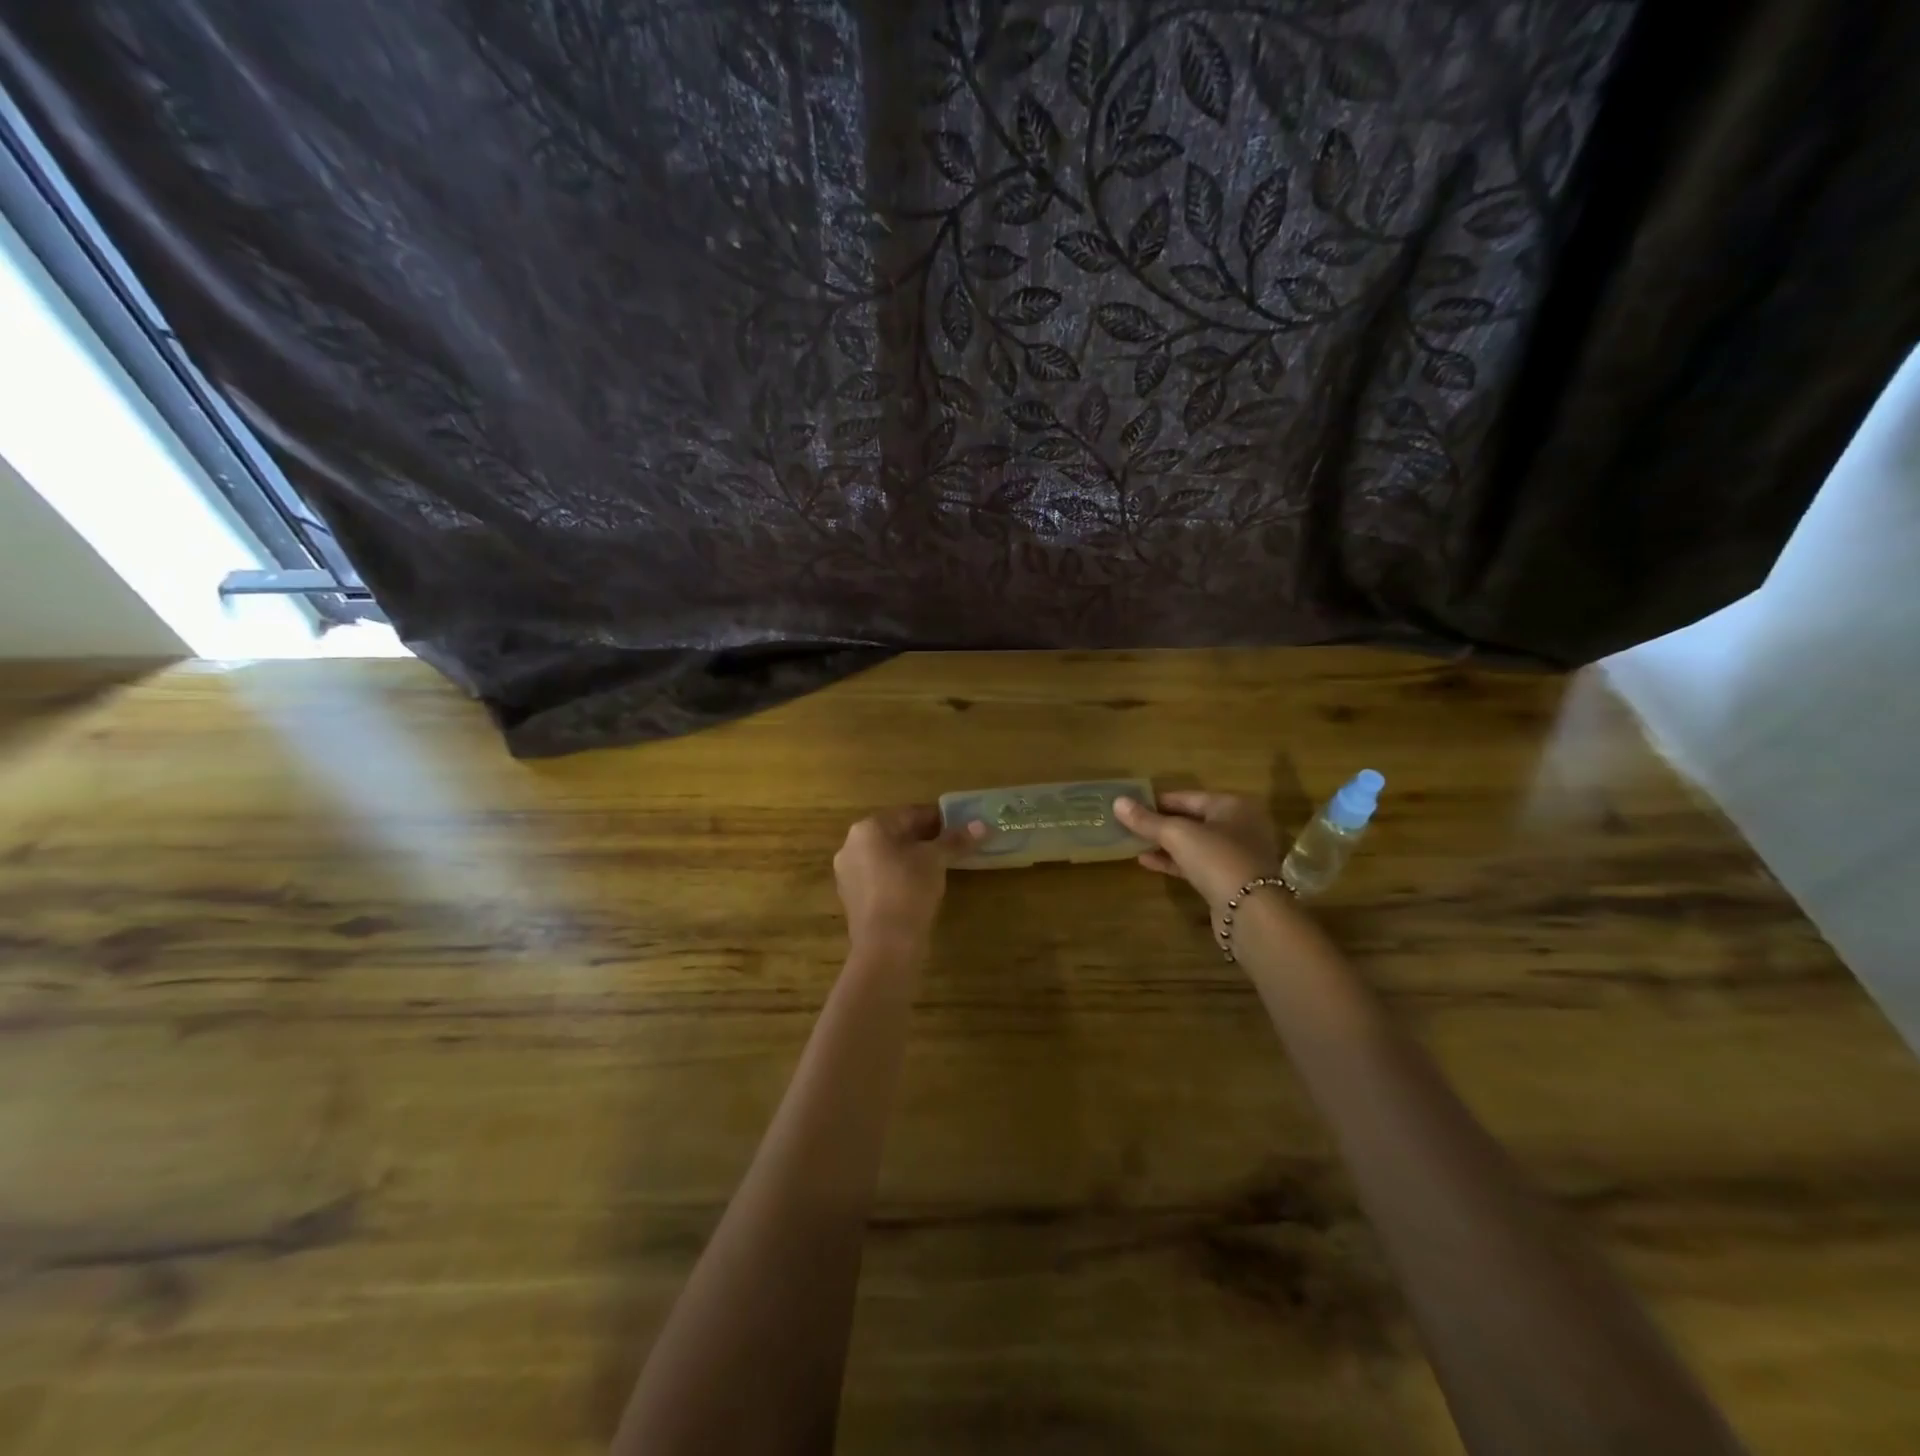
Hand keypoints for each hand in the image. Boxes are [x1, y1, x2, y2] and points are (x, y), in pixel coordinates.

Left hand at [834, 805, 983, 951]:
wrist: (885, 945)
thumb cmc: (909, 890)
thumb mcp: (936, 861)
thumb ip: (956, 840)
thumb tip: (982, 825)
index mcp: (868, 828)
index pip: (909, 813)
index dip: (938, 819)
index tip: (959, 827)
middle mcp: (851, 845)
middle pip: (896, 833)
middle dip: (924, 838)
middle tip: (952, 846)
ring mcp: (848, 872)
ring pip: (887, 856)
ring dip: (911, 857)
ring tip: (939, 867)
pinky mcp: (852, 897)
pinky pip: (880, 876)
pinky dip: (899, 876)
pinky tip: (918, 887)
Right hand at [1114, 791, 1291, 914]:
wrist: (1250, 911)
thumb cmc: (1217, 859)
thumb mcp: (1177, 834)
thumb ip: (1147, 820)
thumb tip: (1117, 802)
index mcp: (1232, 805)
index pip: (1188, 796)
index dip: (1158, 800)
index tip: (1131, 804)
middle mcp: (1239, 826)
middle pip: (1192, 819)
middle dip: (1160, 823)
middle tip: (1129, 824)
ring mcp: (1237, 855)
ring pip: (1194, 844)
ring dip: (1164, 844)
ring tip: (1133, 843)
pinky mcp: (1229, 880)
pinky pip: (1196, 865)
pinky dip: (1173, 862)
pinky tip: (1146, 862)